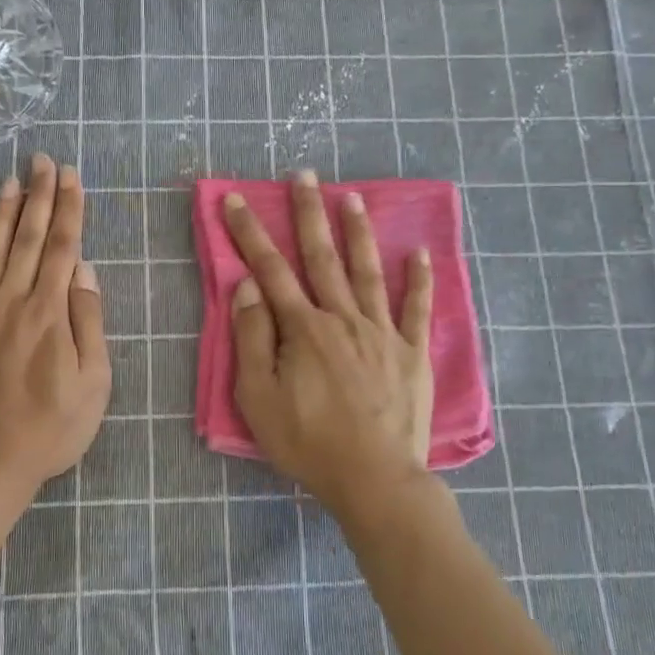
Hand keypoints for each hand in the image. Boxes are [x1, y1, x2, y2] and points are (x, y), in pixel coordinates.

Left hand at [0, 153, 110, 504]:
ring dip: (4, 214)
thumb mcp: (94, 382)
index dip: (69, 209)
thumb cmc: (50, 429)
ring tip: (11, 180)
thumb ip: (89, 322)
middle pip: (30, 239)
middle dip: (40, 196)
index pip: (64, 248)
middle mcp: (12, 302)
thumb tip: (85, 271)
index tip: (71, 176)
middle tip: (43, 160)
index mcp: (50, 313)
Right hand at [223, 172, 434, 521]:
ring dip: (358, 232)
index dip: (249, 232)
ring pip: (368, 271)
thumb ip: (253, 339)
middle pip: (322, 257)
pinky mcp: (412, 353)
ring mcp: (382, 333)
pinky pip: (417, 309)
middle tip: (304, 175)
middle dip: (309, 213)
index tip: (234, 199)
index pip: (270, 269)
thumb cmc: (308, 442)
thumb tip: (248, 287)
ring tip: (352, 197)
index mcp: (304, 329)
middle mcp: (343, 318)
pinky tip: (419, 252)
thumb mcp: (260, 397)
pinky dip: (419, 279)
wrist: (374, 478)